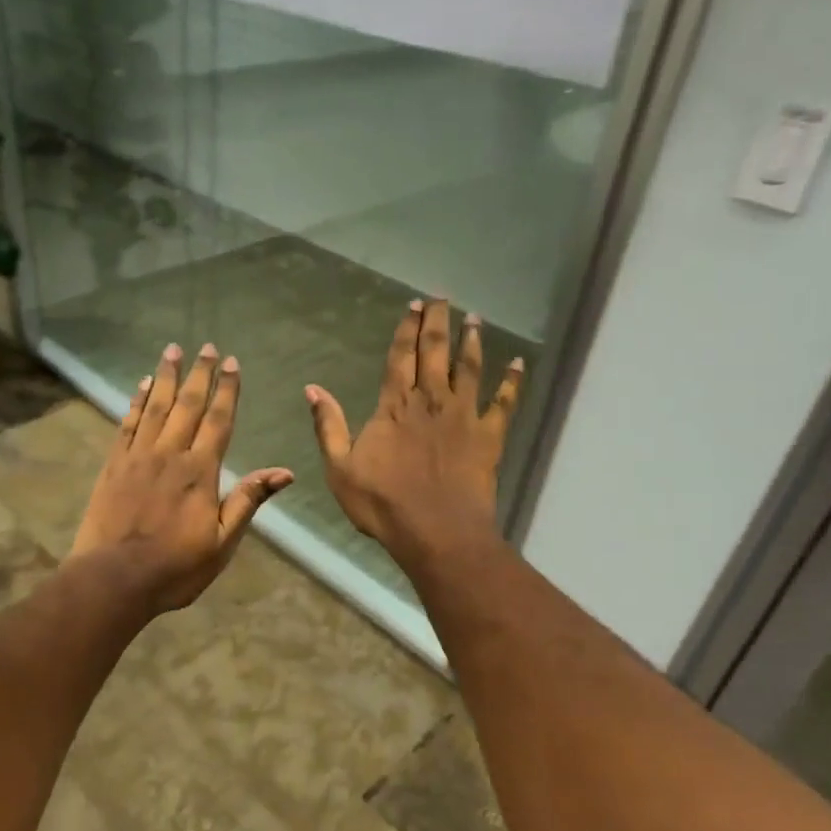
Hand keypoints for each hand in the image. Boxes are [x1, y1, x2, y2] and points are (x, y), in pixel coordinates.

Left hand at [70, 342, 293, 613]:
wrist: (114, 579)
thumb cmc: (175, 568)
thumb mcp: (222, 542)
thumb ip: (248, 501)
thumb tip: (284, 472)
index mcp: (200, 472)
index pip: (218, 421)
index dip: (227, 390)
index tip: (232, 363)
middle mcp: (170, 454)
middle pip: (187, 405)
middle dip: (199, 374)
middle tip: (206, 346)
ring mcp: (138, 457)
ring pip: (155, 407)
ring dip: (165, 377)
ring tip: (172, 350)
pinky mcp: (113, 465)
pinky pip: (127, 424)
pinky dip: (136, 402)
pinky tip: (141, 385)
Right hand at [306, 299, 522, 567]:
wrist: (436, 531)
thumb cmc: (383, 503)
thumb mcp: (340, 468)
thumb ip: (329, 426)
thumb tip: (313, 390)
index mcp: (394, 407)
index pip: (399, 358)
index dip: (406, 330)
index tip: (413, 306)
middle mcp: (430, 401)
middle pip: (435, 353)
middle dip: (437, 323)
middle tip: (442, 299)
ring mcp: (463, 416)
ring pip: (469, 369)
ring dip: (472, 342)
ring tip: (474, 319)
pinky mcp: (489, 436)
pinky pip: (504, 403)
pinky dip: (512, 382)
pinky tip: (518, 363)